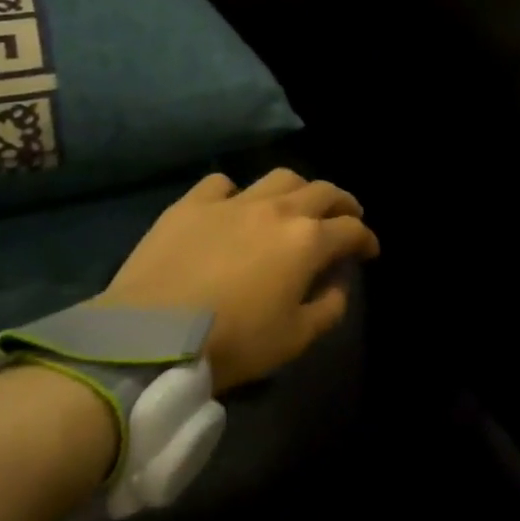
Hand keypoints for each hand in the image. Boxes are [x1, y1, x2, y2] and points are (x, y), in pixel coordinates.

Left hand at [94, 168, 379, 392]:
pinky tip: (233, 207)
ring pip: (279, 177)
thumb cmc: (232, 343)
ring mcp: (233, 202)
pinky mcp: (191, 205)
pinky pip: (222, 184)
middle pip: (323, 192)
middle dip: (342, 203)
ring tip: (296, 205)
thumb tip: (337, 285)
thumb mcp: (294, 339)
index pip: (351, 230)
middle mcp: (278, 210)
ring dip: (298, 189)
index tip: (369, 251)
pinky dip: (236, 192)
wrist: (150, 339)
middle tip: (345, 217)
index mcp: (308, 241)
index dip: (366, 239)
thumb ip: (328, 309)